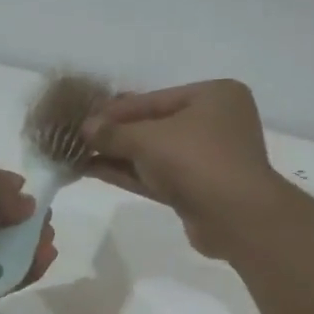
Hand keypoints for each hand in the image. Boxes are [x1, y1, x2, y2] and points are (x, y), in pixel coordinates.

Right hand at [81, 81, 289, 257]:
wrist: (235, 217)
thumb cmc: (196, 161)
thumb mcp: (148, 139)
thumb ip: (114, 132)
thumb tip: (85, 129)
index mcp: (213, 96)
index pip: (154, 99)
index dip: (115, 110)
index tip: (83, 117)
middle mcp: (214, 123)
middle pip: (154, 125)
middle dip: (116, 134)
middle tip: (78, 136)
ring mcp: (207, 159)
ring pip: (154, 154)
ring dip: (118, 155)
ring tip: (79, 154)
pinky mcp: (197, 190)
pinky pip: (157, 176)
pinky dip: (129, 173)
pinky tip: (94, 171)